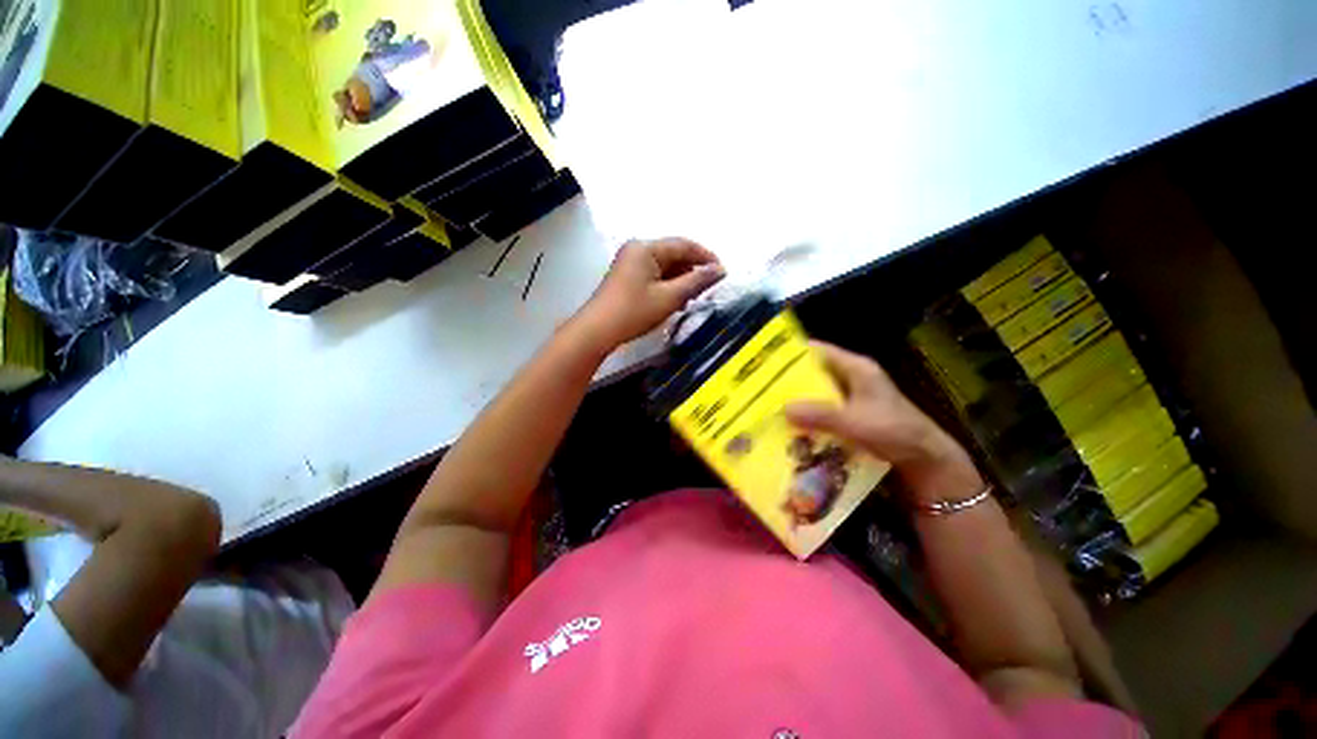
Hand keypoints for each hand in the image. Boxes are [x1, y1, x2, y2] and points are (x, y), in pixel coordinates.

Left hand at [576, 238, 724, 348]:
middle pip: (673, 254)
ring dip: (682, 278)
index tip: (723, 273)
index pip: (684, 245)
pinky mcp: (626, 276)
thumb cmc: (634, 312)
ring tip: (696, 295)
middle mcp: (637, 249)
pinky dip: (668, 284)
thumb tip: (719, 270)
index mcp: (646, 248)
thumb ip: (696, 281)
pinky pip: (654, 274)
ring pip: (664, 265)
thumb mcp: (669, 297)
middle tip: (711, 287)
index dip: (706, 257)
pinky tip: (677, 298)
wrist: (597, 331)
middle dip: (693, 269)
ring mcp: (630, 262)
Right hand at [785, 342, 981, 500]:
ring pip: (817, 393)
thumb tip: (784, 408)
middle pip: (815, 372)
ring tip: (770, 407)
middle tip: (762, 388)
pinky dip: (809, 416)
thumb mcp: (856, 422)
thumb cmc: (895, 432)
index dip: (794, 352)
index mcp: (857, 368)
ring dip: (799, 400)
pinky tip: (792, 426)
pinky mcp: (852, 415)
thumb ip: (821, 415)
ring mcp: (852, 398)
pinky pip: (823, 410)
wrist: (926, 461)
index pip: (819, 350)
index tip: (766, 360)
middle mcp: (852, 378)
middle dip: (790, 380)